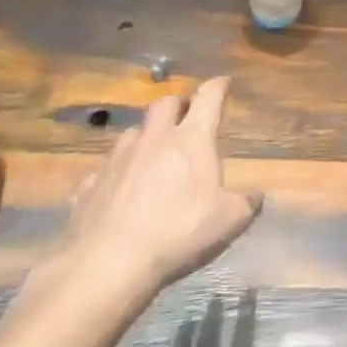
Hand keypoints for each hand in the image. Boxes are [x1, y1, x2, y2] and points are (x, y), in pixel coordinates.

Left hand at [28, 78, 262, 328]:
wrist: (108, 264)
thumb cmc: (179, 233)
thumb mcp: (229, 221)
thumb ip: (247, 204)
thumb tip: (257, 196)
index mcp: (191, 140)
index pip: (208, 98)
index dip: (217, 86)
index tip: (223, 82)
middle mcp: (153, 140)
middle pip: (165, 104)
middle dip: (178, 104)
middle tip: (186, 115)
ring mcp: (117, 160)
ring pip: (133, 133)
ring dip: (146, 136)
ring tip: (152, 153)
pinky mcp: (88, 186)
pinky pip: (105, 170)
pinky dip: (116, 174)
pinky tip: (118, 191)